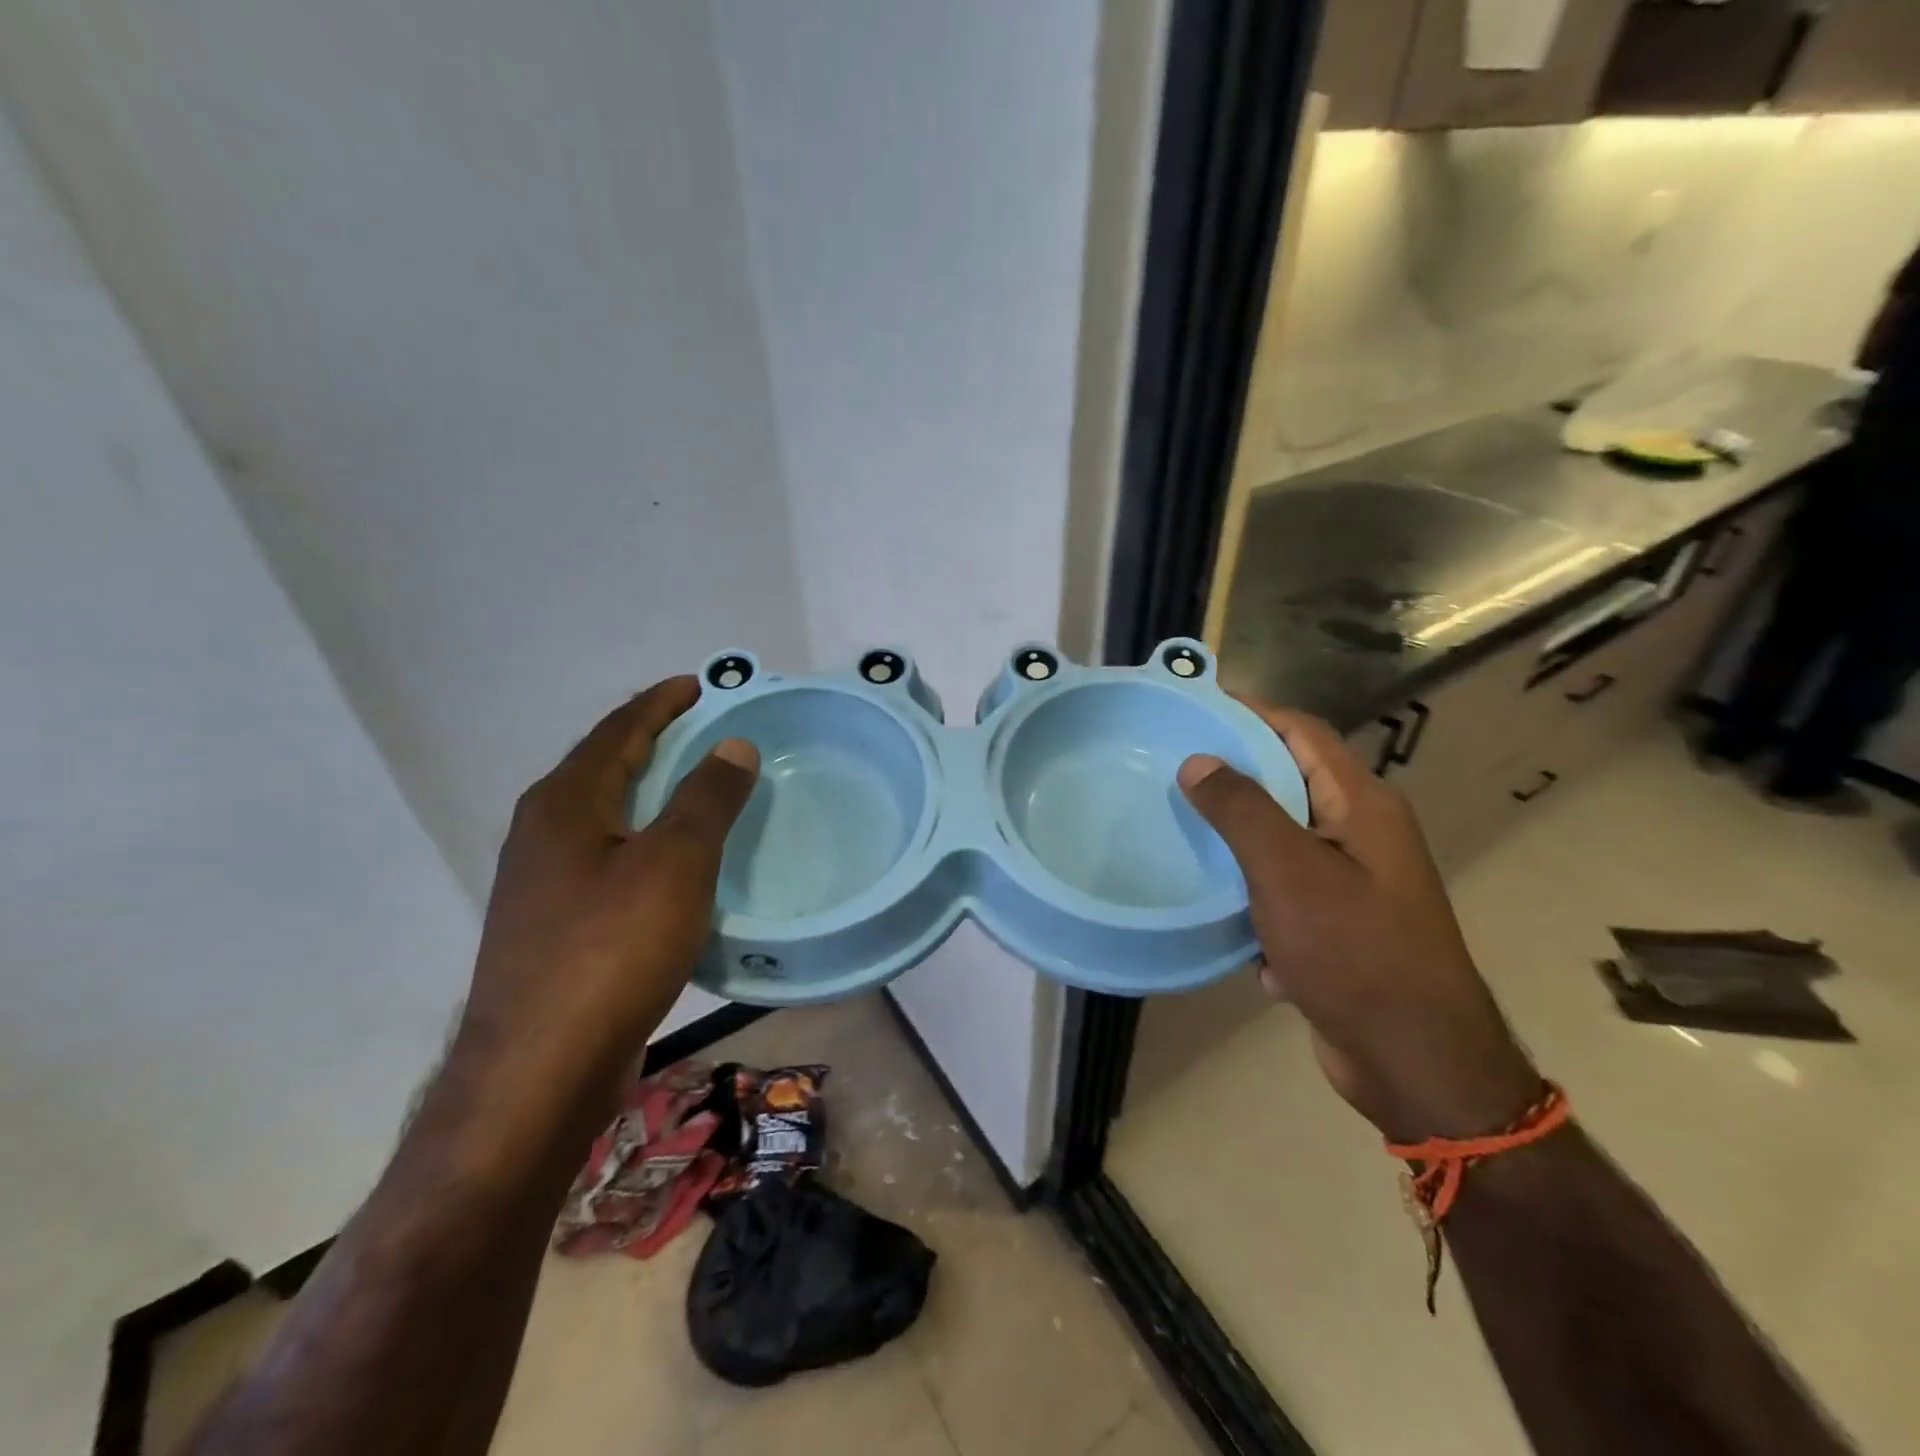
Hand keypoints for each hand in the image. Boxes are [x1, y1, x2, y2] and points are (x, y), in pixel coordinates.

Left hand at [460, 676, 758, 1087]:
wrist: (539, 1071)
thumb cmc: (610, 951)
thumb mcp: (674, 863)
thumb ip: (707, 798)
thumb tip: (733, 745)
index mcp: (565, 803)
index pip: (618, 730)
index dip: (661, 703)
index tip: (699, 684)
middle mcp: (544, 833)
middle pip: (606, 767)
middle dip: (655, 742)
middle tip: (706, 730)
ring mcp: (545, 882)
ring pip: (608, 816)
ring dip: (651, 793)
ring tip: (698, 787)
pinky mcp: (557, 926)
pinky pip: (610, 858)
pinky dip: (646, 840)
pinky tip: (675, 863)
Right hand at [1179, 705, 1537, 1141]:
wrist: (1416, 1063)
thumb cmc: (1355, 953)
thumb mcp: (1289, 872)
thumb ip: (1242, 810)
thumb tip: (1199, 761)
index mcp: (1362, 805)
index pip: (1302, 732)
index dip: (1250, 712)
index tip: (1192, 708)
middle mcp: (1362, 833)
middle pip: (1289, 781)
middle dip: (1232, 775)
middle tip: (1169, 769)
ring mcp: (1351, 881)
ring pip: (1281, 839)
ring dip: (1235, 839)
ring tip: (1177, 830)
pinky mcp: (1337, 924)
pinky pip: (1283, 889)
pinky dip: (1251, 893)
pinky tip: (1216, 911)